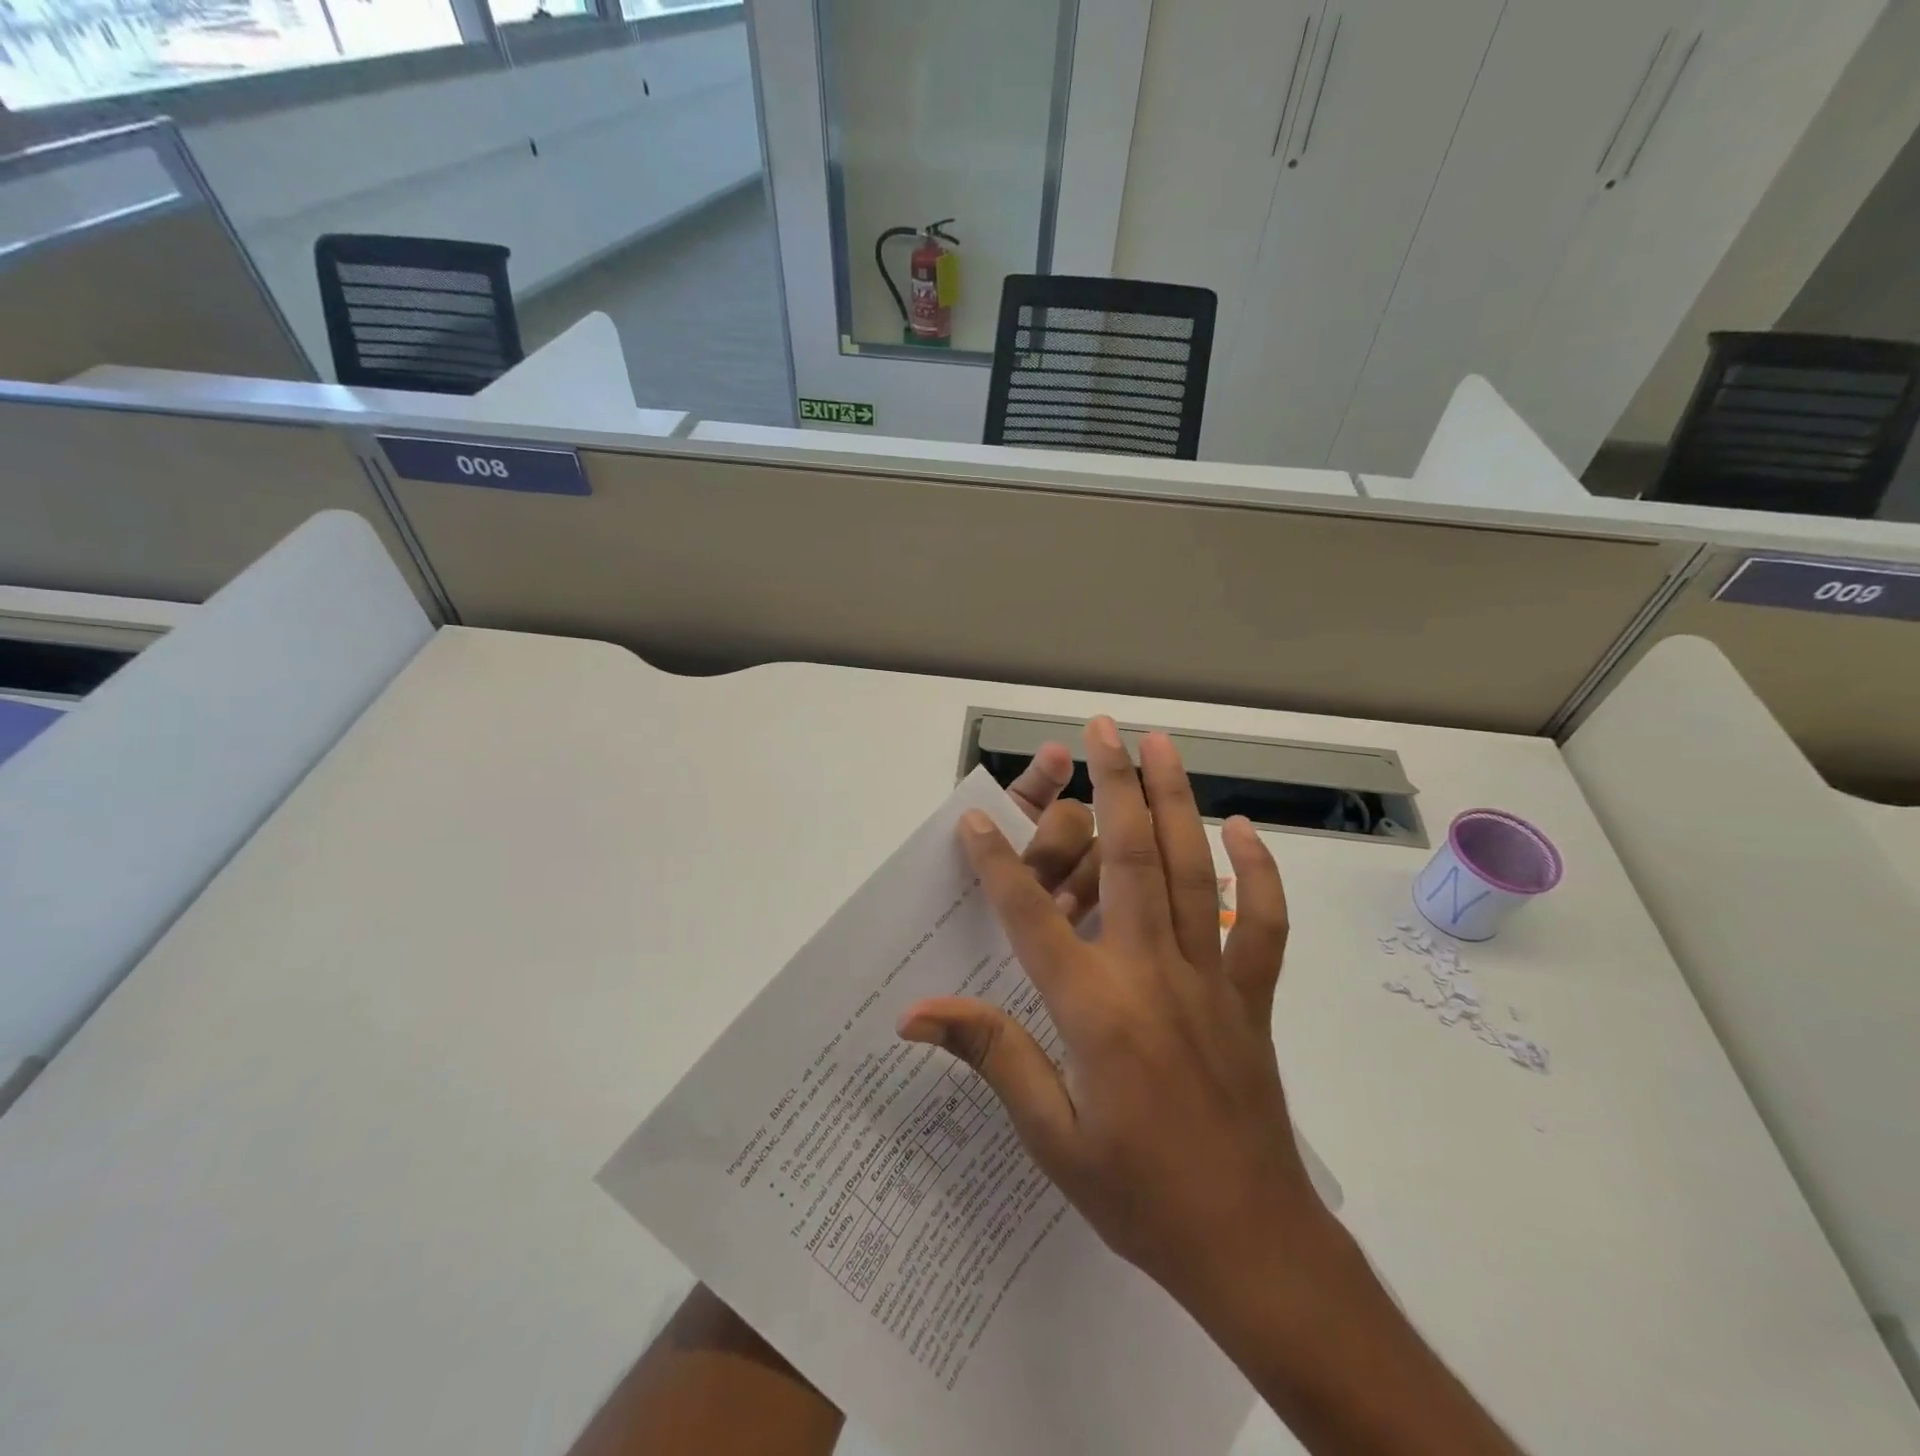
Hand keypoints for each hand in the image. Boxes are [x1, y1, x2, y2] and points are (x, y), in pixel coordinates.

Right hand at [899, 717, 1330, 1313]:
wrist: (1251, 1245)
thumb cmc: (1139, 1195)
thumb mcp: (1050, 1136)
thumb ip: (992, 1055)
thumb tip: (916, 1015)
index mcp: (1095, 1009)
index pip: (1032, 917)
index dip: (999, 863)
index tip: (977, 817)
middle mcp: (1152, 974)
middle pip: (1129, 860)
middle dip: (1111, 786)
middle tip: (1100, 729)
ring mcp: (1210, 978)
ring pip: (1191, 870)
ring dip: (1175, 800)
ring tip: (1161, 745)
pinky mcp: (1250, 994)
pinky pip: (1259, 921)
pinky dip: (1255, 871)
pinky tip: (1241, 828)